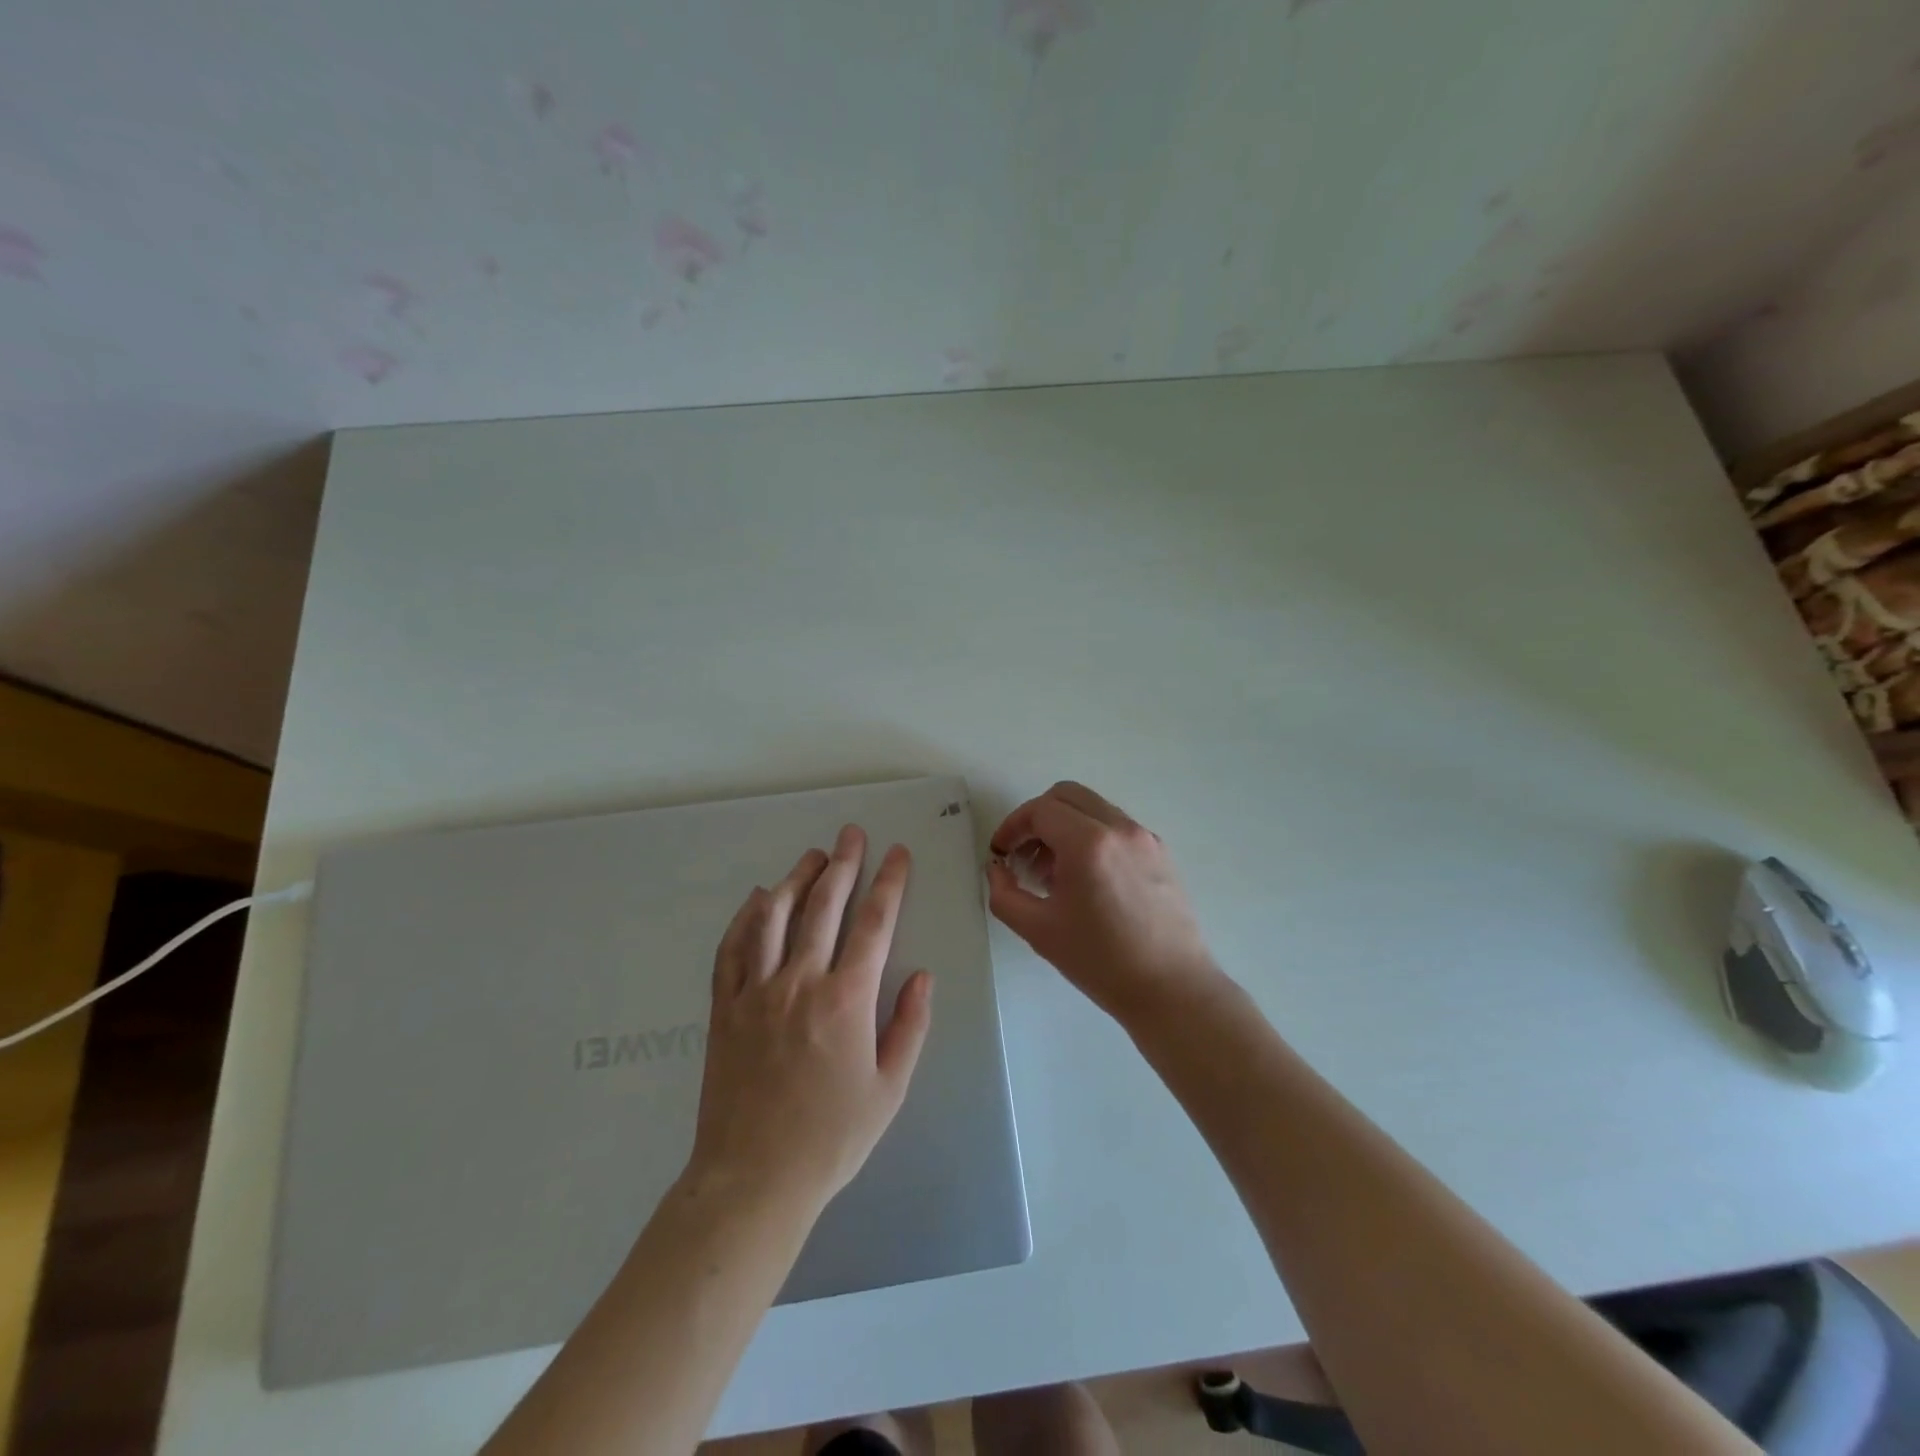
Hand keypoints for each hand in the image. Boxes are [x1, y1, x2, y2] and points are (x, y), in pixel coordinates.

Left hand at [688, 826, 933, 1215]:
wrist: (752, 1181)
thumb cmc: (830, 1139)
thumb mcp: (890, 1089)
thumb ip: (910, 1026)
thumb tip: (923, 975)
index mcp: (846, 1000)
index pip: (874, 924)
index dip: (889, 882)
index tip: (897, 853)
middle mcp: (800, 982)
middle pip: (824, 906)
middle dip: (843, 864)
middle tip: (852, 833)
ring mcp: (756, 991)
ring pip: (775, 917)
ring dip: (796, 879)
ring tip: (812, 856)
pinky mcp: (724, 1007)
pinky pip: (732, 948)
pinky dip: (746, 917)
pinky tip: (758, 899)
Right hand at [987, 781, 1219, 1022]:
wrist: (1172, 990)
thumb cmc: (1101, 961)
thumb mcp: (1038, 930)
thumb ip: (1005, 894)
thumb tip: (998, 869)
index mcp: (1088, 843)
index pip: (1040, 810)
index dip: (1012, 826)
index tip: (1001, 853)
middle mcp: (1119, 828)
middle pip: (1067, 796)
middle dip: (1037, 819)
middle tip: (1023, 855)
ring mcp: (1145, 838)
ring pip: (1093, 809)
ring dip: (1064, 827)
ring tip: (1052, 874)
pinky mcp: (1160, 853)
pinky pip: (1116, 827)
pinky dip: (1091, 837)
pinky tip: (1085, 881)